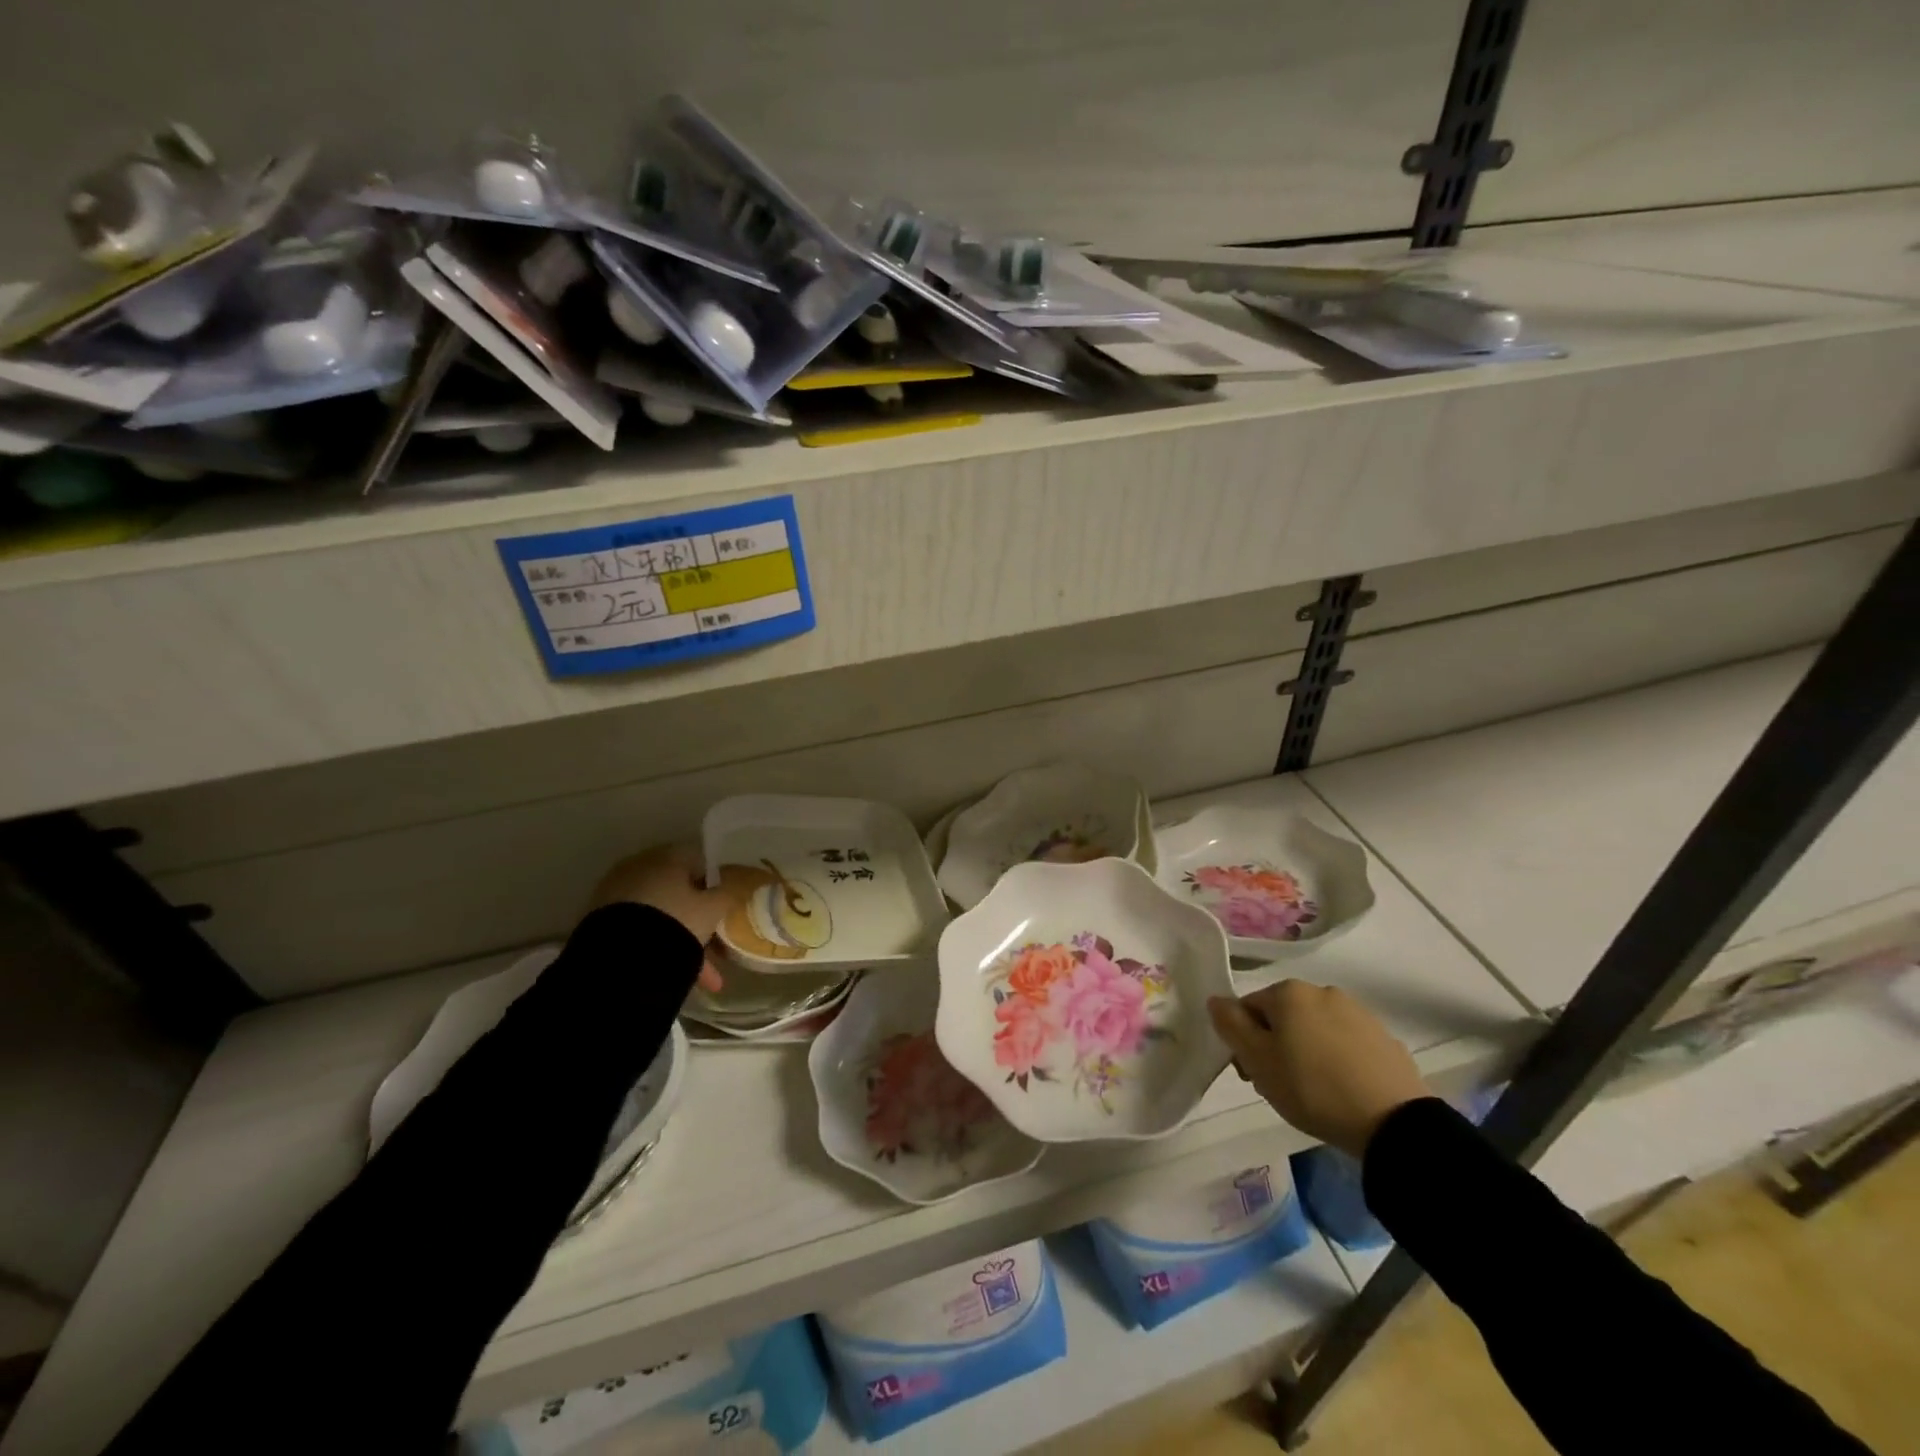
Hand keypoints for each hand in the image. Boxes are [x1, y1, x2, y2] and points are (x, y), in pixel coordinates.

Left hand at [589, 845, 737, 992]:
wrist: (620, 959)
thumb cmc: (675, 921)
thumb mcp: (712, 909)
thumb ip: (727, 895)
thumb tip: (732, 889)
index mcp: (667, 856)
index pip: (699, 860)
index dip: (716, 883)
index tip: (726, 906)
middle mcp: (639, 869)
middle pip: (678, 891)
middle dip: (699, 919)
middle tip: (716, 943)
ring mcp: (617, 895)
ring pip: (661, 917)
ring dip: (683, 942)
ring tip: (705, 978)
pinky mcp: (601, 923)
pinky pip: (642, 932)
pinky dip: (660, 949)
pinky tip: (678, 977)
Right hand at [1208, 980, 1430, 1157]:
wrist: (1393, 1124)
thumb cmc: (1312, 1088)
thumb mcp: (1258, 1061)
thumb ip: (1230, 1025)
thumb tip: (1216, 1000)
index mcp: (1289, 992)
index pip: (1248, 1008)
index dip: (1243, 1041)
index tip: (1253, 1074)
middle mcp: (1322, 991)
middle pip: (1282, 1016)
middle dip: (1275, 1046)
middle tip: (1279, 1085)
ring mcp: (1358, 1013)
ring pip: (1315, 1029)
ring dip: (1305, 1052)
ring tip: (1312, 1092)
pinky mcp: (1385, 1039)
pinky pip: (1346, 1045)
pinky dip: (1337, 1061)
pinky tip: (1342, 1090)